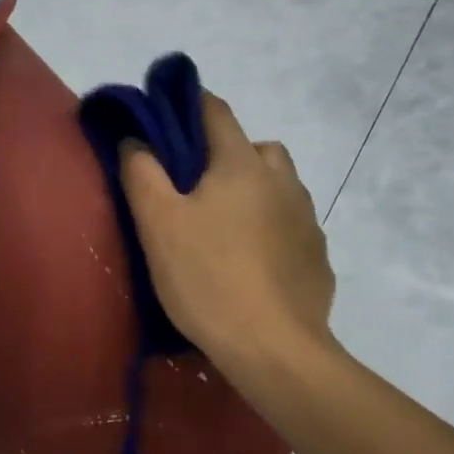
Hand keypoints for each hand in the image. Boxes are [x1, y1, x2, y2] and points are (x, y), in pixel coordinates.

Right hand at [120, 91, 335, 379]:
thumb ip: (141, 173)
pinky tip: (254, 266)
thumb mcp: (158, 225)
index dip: (187, 106)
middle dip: (226, 157)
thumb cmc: (208, 279)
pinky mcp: (317, 256)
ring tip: (226, 232)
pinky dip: (272, 231)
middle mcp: (283, 181)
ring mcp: (307, 219)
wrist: (273, 347)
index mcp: (242, 164)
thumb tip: (136, 139)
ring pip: (279, 187)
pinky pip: (291, 226)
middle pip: (255, 148)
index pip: (215, 111)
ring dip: (255, 193)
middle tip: (197, 193)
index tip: (164, 121)